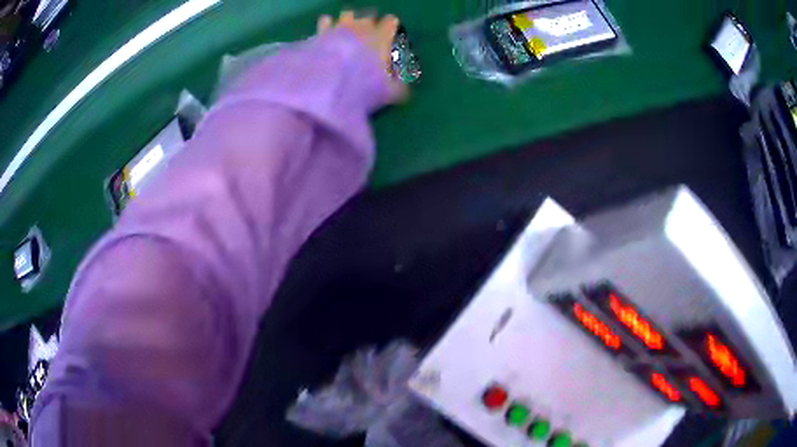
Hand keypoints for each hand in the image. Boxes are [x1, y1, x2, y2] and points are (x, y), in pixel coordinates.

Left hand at [317, 11, 407, 101]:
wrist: (329, 87)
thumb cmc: (363, 86)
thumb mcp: (389, 92)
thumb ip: (399, 86)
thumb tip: (405, 87)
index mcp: (382, 36)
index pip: (391, 22)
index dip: (391, 29)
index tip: (389, 39)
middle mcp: (362, 27)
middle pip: (369, 16)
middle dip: (369, 25)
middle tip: (367, 39)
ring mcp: (341, 27)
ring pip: (347, 15)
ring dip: (348, 22)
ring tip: (347, 35)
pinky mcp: (322, 32)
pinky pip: (326, 21)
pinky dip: (327, 26)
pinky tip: (327, 36)